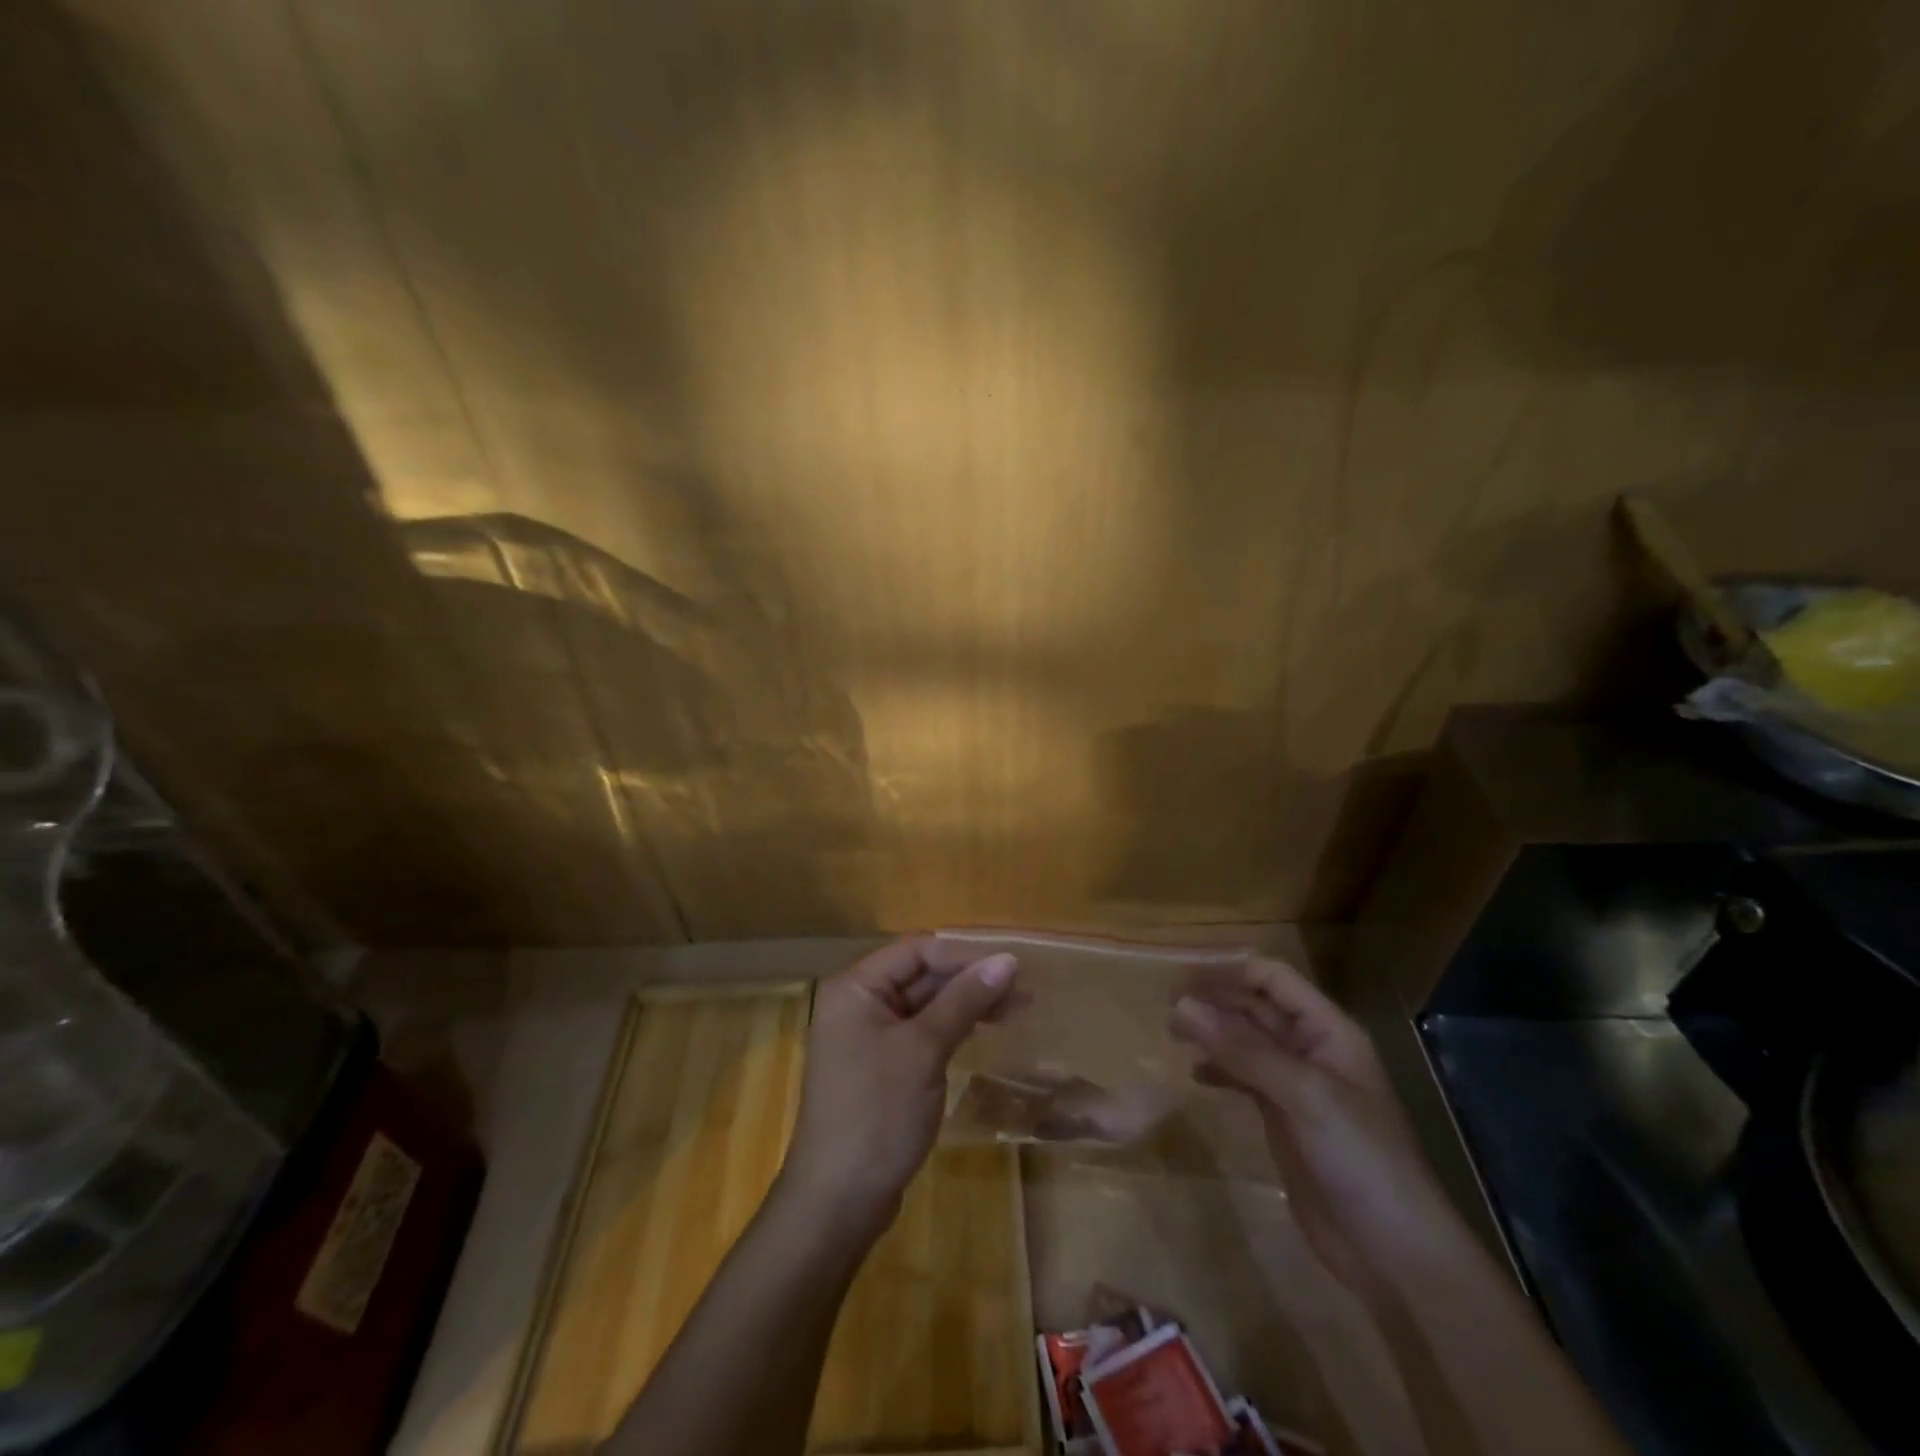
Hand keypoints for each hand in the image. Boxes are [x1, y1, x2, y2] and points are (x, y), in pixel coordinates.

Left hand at [780, 935, 1017, 1230]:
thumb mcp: (924, 1050)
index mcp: (856, 988)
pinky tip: (985, 1030)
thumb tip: (1008, 960)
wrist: (838, 1202)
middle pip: (921, 974)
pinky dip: (953, 1027)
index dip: (965, 954)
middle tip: (1024, 991)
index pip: (917, 950)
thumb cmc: (877, 1114)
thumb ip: (964, 1000)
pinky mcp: (883, 1066)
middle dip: (970, 979)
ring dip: (968, 1003)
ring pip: (925, 1004)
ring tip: (1018, 1009)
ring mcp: (870, 1036)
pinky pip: (922, 1032)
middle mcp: (859, 1003)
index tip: (1012, 966)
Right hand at [1169, 957, 1460, 1302]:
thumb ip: (1243, 1050)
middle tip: (1167, 1007)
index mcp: (1328, 1031)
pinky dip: (1218, 1069)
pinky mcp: (1284, 1119)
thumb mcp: (1304, 1096)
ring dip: (1212, 1031)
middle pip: (1256, 1006)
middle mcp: (1311, 1050)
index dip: (1229, 972)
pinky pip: (1244, 1077)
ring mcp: (1297, 1086)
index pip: (1273, 979)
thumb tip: (1182, 1005)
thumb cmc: (1362, 1160)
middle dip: (1214, 999)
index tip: (1181, 980)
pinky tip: (1195, 1074)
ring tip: (1173, 1032)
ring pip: (1246, 1040)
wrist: (1396, 1255)